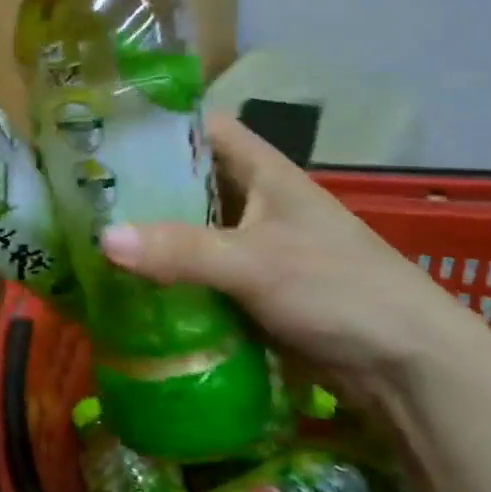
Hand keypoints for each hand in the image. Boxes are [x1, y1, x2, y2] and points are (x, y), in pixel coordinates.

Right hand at [99, 113, 490, 398]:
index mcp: (263, 172)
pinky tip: (129, 284)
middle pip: (188, 180)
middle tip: (82, 192)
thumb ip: (180, 250)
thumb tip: (102, 238)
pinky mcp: (253, 288)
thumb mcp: (256, 262)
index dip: (158, 124)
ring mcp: (254, 246)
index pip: (202, 127)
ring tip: (91, 235)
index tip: (106, 133)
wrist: (408, 367)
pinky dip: (168, 274)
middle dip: (141, 185)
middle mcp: (255, 200)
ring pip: (190, 228)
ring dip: (151, 234)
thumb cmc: (338, 288)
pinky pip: (199, 271)